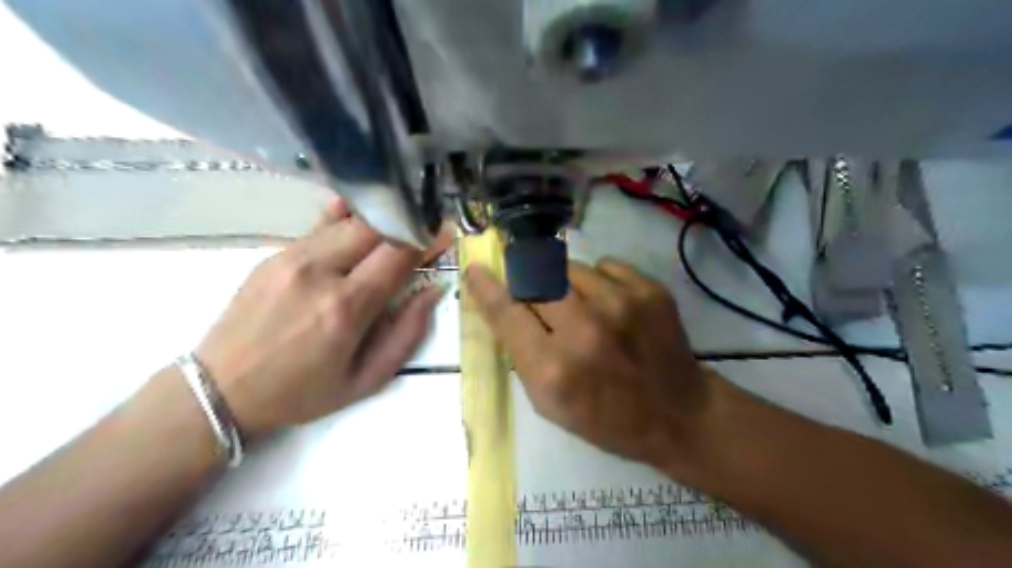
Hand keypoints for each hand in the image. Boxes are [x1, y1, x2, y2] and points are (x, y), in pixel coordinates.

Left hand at [196, 202, 449, 436]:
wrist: (220, 390)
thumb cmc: (301, 393)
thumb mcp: (367, 379)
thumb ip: (407, 333)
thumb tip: (433, 290)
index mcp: (347, 308)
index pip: (398, 253)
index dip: (427, 238)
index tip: (445, 232)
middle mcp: (320, 272)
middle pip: (375, 225)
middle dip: (406, 222)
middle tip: (423, 228)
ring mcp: (292, 257)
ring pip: (348, 220)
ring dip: (379, 220)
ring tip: (397, 225)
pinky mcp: (274, 254)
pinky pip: (321, 226)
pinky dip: (348, 220)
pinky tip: (360, 220)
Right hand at [463, 260, 709, 471]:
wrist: (678, 415)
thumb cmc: (605, 418)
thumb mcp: (548, 402)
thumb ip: (520, 353)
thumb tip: (500, 304)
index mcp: (553, 368)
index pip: (507, 312)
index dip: (487, 288)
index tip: (476, 269)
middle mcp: (584, 329)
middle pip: (536, 279)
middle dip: (531, 285)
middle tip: (542, 300)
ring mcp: (621, 304)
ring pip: (569, 268)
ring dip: (566, 284)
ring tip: (583, 309)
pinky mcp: (649, 290)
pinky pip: (604, 266)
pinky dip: (599, 281)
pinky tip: (611, 306)